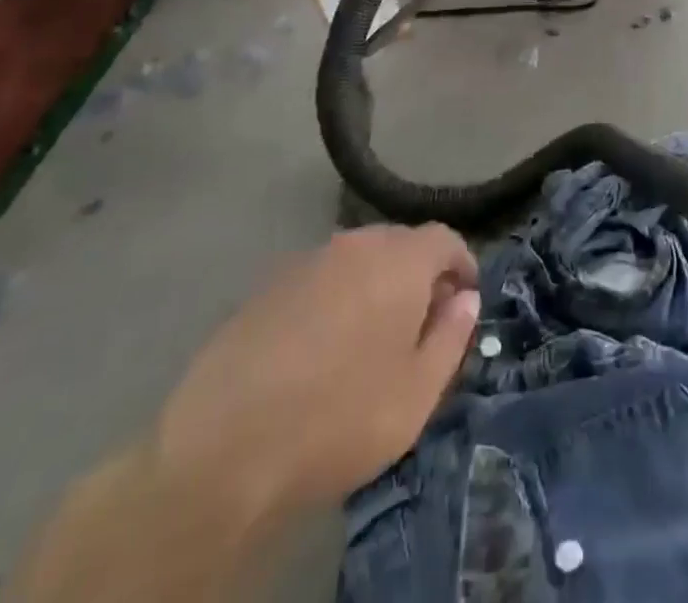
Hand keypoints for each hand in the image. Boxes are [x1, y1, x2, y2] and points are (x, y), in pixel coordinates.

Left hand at [151, 225, 478, 525]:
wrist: (222, 448)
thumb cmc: (338, 419)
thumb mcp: (416, 394)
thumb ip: (451, 337)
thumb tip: (465, 300)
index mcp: (400, 260)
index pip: (445, 239)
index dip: (461, 265)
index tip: (464, 300)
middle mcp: (356, 244)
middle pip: (401, 244)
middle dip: (419, 275)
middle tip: (420, 324)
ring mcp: (307, 260)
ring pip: (358, 260)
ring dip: (375, 285)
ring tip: (370, 339)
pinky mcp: (267, 285)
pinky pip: (320, 279)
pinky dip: (334, 299)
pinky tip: (320, 348)